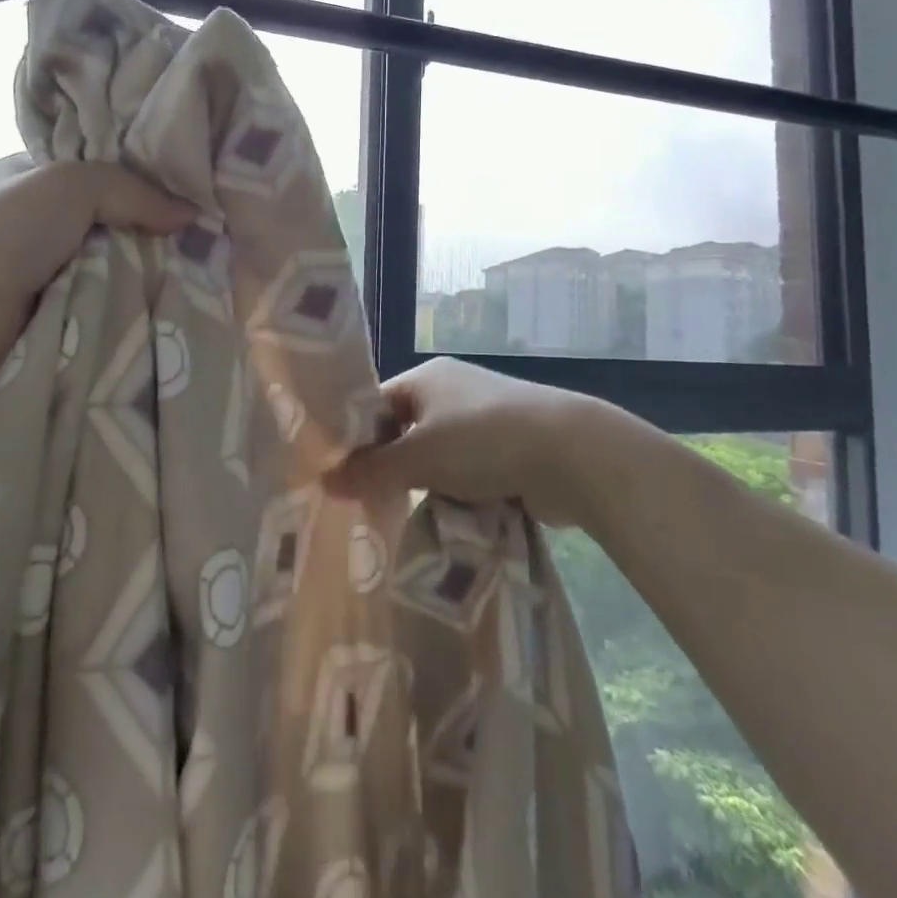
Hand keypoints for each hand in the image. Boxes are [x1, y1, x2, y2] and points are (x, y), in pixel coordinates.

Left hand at [0, 159, 192, 384]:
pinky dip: (130, 301)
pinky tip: (170, 299)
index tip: (187, 189)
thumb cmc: (10, 230)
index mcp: (33, 177)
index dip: (140, 178)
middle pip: (112, 221)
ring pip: (114, 263)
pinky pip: (107, 300)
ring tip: (200, 270)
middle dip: (149, 230)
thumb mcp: (74, 184)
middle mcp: (40, 221)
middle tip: (203, 236)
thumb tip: (190, 215)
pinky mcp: (58, 310)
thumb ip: (135, 191)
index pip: (99, 172)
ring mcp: (47, 268)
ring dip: (144, 270)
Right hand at [327, 357, 644, 527]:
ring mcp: (484, 420)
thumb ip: (370, 471)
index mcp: (426, 378)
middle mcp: (452, 392)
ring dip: (426, 485)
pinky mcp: (509, 449)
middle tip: (369, 504)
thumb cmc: (484, 441)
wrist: (573, 454)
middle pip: (405, 433)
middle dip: (391, 468)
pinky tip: (449, 519)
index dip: (355, 439)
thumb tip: (324, 481)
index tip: (339, 477)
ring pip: (437, 458)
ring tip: (406, 518)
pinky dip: (457, 494)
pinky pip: (468, 473)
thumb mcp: (419, 457)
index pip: (375, 405)